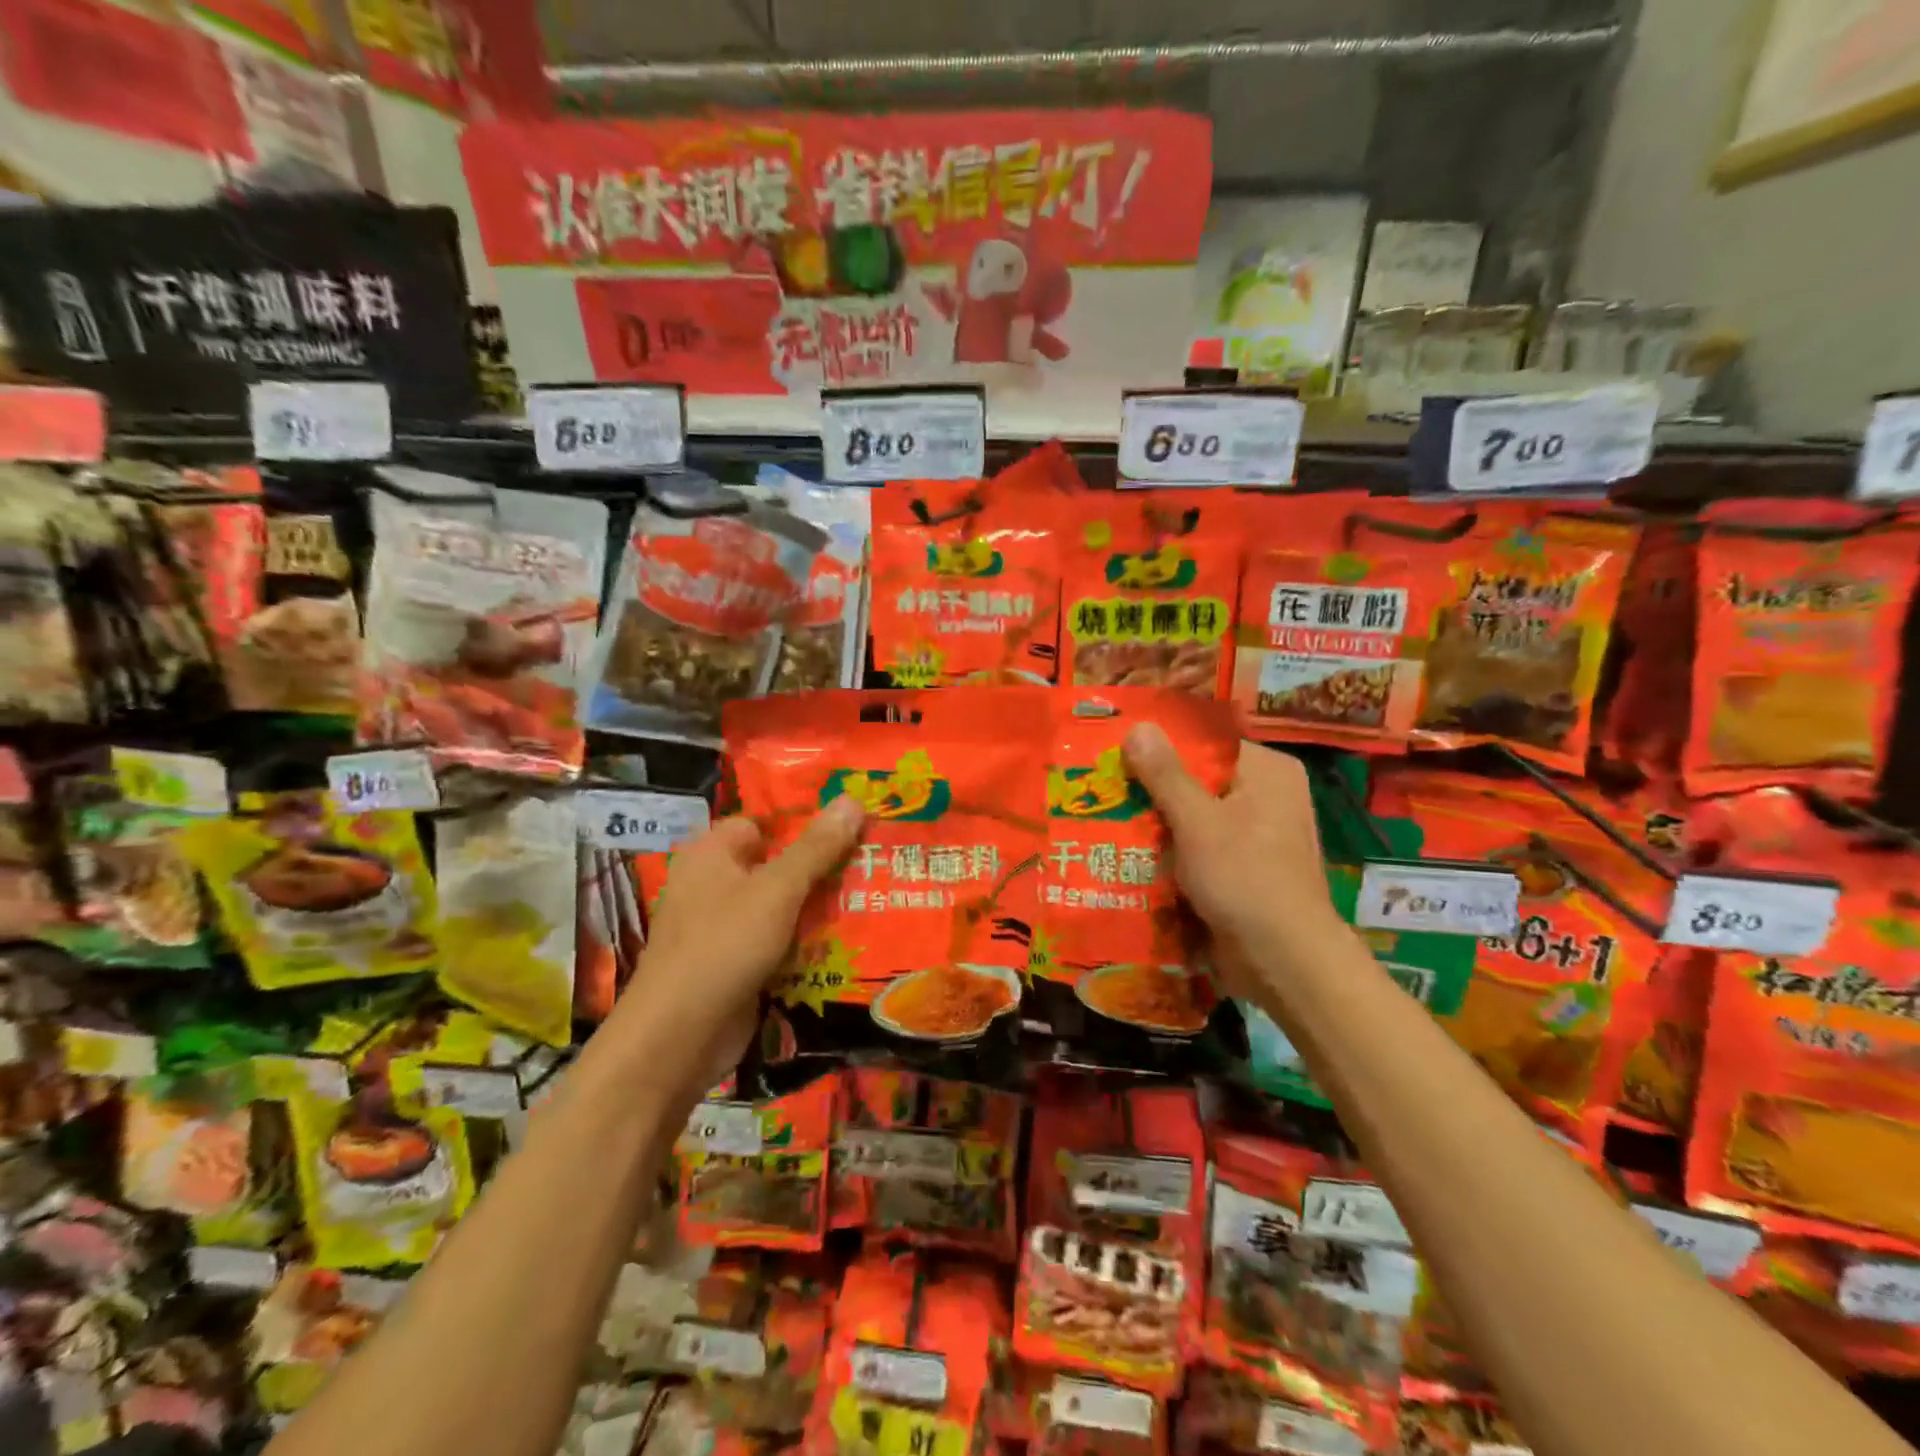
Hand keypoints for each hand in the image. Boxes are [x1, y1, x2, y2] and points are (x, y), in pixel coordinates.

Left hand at [608, 796, 863, 1096]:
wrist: (678, 1039)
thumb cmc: (722, 947)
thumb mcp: (776, 890)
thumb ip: (816, 848)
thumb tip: (852, 799)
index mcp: (712, 854)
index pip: (763, 822)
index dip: (804, 821)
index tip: (852, 824)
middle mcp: (715, 884)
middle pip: (778, 863)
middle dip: (823, 865)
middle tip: (874, 859)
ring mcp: (726, 927)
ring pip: (783, 905)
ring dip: (821, 906)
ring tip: (874, 895)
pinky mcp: (738, 964)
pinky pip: (780, 940)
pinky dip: (808, 941)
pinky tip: (852, 939)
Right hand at [1123, 726, 1340, 992]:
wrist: (1283, 962)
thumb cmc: (1245, 879)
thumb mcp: (1198, 822)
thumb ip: (1166, 774)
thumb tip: (1138, 725)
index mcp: (1268, 772)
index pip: (1206, 743)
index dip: (1160, 745)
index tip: (1115, 750)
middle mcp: (1266, 797)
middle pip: (1198, 780)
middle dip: (1151, 789)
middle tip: (1101, 786)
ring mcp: (1256, 836)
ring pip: (1194, 817)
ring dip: (1156, 824)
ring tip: (1103, 817)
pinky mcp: (1242, 870)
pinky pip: (1199, 847)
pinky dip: (1170, 851)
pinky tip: (1130, 853)